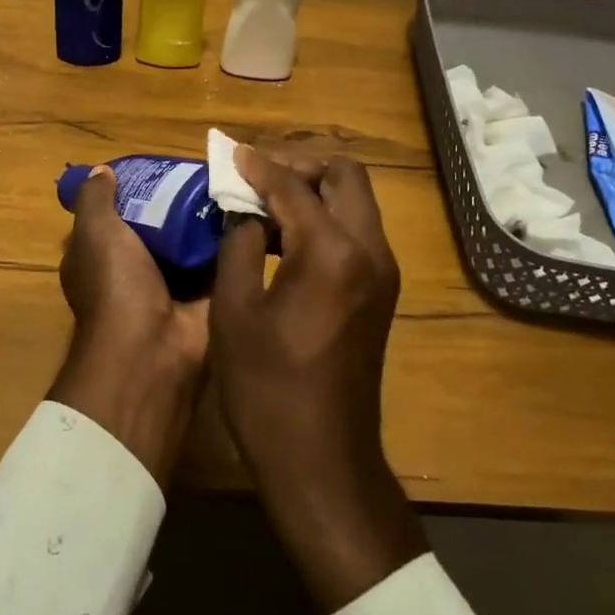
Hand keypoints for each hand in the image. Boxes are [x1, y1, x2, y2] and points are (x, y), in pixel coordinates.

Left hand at [48, 167, 208, 484]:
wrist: (152, 350)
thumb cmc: (116, 286)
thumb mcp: (95, 233)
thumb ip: (96, 200)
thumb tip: (102, 170)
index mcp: (101, 256)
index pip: (116, 215)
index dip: (134, 191)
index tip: (160, 166)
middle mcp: (134, 269)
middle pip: (159, 225)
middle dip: (179, 201)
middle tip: (208, 170)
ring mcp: (171, 283)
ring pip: (191, 240)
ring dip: (209, 218)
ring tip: (235, 181)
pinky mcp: (205, 294)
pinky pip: (219, 259)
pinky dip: (232, 239)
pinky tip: (251, 209)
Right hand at [211, 147, 426, 614]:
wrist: (323, 460)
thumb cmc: (268, 389)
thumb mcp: (235, 310)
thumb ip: (241, 244)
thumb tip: (246, 211)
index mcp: (332, 252)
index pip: (294, 187)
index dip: (259, 166)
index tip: (231, 154)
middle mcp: (370, 251)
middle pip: (346, 176)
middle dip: (300, 166)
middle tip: (257, 177)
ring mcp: (383, 272)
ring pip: (356, 201)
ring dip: (315, 190)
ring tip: (266, 203)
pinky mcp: (382, 291)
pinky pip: (357, 231)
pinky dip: (325, 218)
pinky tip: (287, 237)